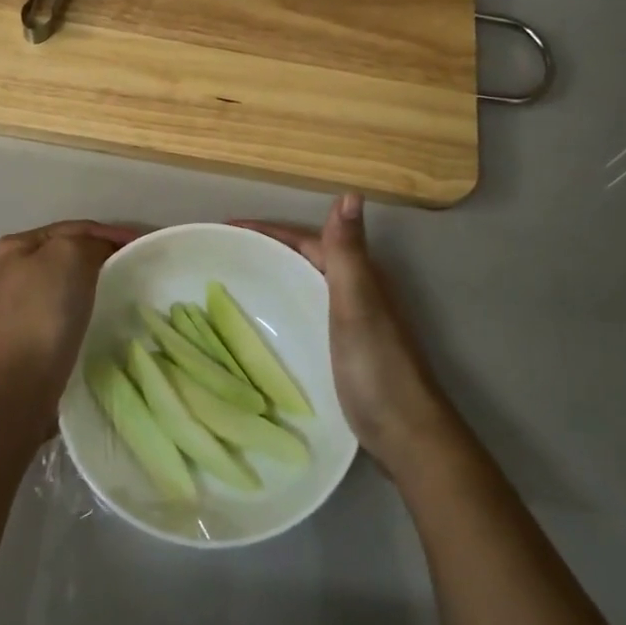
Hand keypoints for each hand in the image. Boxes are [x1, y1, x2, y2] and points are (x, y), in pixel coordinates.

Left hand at [0, 220, 143, 415]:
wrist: (14, 386)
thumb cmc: (40, 313)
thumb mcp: (68, 255)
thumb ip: (89, 242)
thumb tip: (101, 252)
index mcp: (17, 246)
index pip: (75, 228)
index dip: (111, 232)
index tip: (145, 244)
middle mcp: (13, 273)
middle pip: (70, 255)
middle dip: (104, 256)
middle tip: (139, 266)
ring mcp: (19, 309)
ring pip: (69, 285)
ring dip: (97, 284)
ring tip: (127, 290)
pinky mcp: (30, 340)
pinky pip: (68, 314)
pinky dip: (88, 310)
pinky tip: (104, 318)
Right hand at [235, 195, 454, 474]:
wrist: (406, 433)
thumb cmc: (377, 366)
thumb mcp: (358, 304)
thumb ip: (348, 252)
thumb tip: (351, 192)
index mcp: (358, 275)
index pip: (305, 239)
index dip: (267, 230)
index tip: (225, 227)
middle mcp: (356, 291)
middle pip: (303, 259)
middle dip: (265, 250)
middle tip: (219, 254)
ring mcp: (350, 321)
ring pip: (303, 286)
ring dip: (272, 277)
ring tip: (231, 282)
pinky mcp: (342, 349)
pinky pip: (303, 314)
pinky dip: (280, 308)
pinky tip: (260, 323)